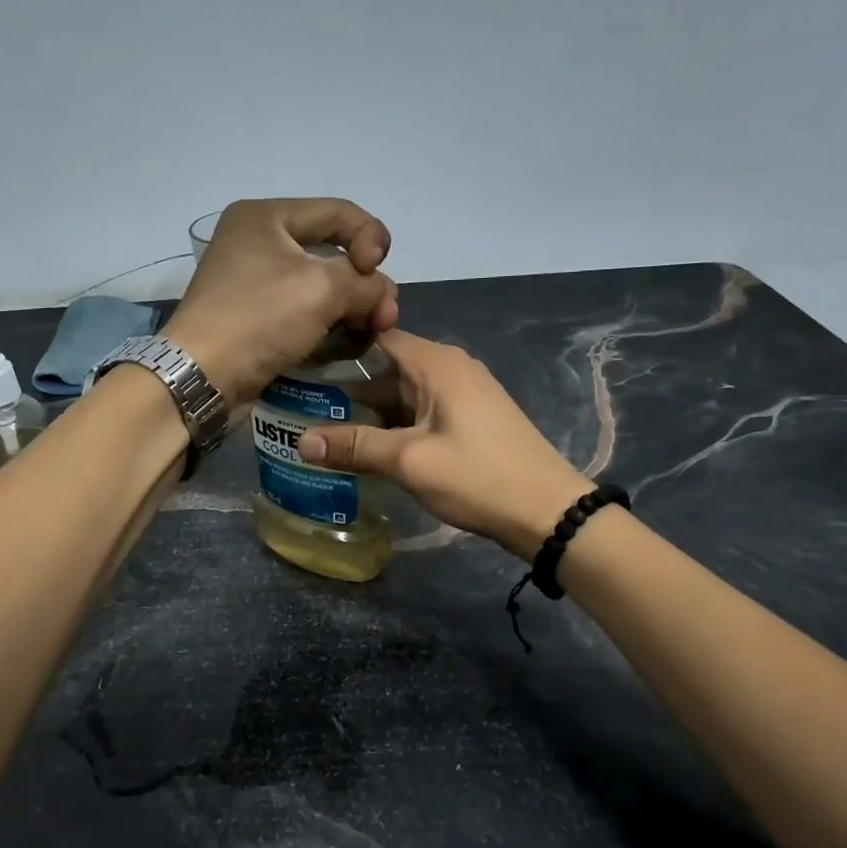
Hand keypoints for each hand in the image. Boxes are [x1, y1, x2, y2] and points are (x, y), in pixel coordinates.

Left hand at [161, 199, 399, 408]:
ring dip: (352, 309)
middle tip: (384, 318)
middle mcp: (259, 242)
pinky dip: (329, 326)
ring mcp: (257, 283)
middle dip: (365, 284)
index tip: (376, 275)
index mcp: (266, 217)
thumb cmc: (259, 319)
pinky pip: (305, 313)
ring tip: (369, 334)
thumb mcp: (322, 289)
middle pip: (333, 252)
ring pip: (322, 287)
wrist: (202, 377)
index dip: (371, 239)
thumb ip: (366, 283)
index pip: (339, 212)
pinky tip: (346, 345)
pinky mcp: (259, 319)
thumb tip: (381, 298)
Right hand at [295, 330, 590, 559]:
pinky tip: (364, 450)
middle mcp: (448, 368)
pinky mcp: (467, 420)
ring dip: (367, 414)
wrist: (548, 512)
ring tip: (320, 432)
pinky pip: (419, 413)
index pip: (376, 335)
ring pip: (400, 395)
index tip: (298, 361)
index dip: (337, 345)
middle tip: (298, 407)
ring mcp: (461, 395)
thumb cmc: (478, 476)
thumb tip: (299, 441)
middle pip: (385, 369)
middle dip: (344, 390)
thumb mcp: (410, 461)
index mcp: (436, 363)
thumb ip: (354, 447)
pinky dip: (392, 427)